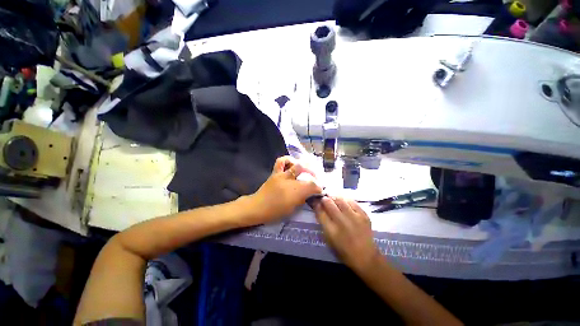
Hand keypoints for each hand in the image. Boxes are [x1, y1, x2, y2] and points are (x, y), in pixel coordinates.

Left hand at [249, 156, 321, 223]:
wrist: (257, 207)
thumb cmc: (275, 212)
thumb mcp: (292, 209)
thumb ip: (302, 199)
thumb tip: (310, 193)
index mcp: (294, 192)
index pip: (312, 185)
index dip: (318, 187)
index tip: (320, 190)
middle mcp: (289, 180)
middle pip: (306, 172)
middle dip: (314, 174)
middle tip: (315, 178)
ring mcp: (281, 175)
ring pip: (296, 164)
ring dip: (303, 165)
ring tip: (306, 169)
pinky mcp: (275, 172)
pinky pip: (281, 161)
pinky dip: (288, 160)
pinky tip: (292, 164)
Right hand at [314, 196, 379, 272]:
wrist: (366, 257)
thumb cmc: (344, 251)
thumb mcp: (329, 239)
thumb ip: (323, 222)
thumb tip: (318, 207)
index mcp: (331, 231)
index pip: (320, 212)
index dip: (316, 204)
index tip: (315, 201)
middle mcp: (342, 222)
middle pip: (329, 203)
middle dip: (324, 199)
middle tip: (324, 199)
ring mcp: (354, 217)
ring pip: (340, 199)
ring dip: (334, 197)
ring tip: (332, 198)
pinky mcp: (364, 215)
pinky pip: (352, 201)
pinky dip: (345, 200)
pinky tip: (343, 201)